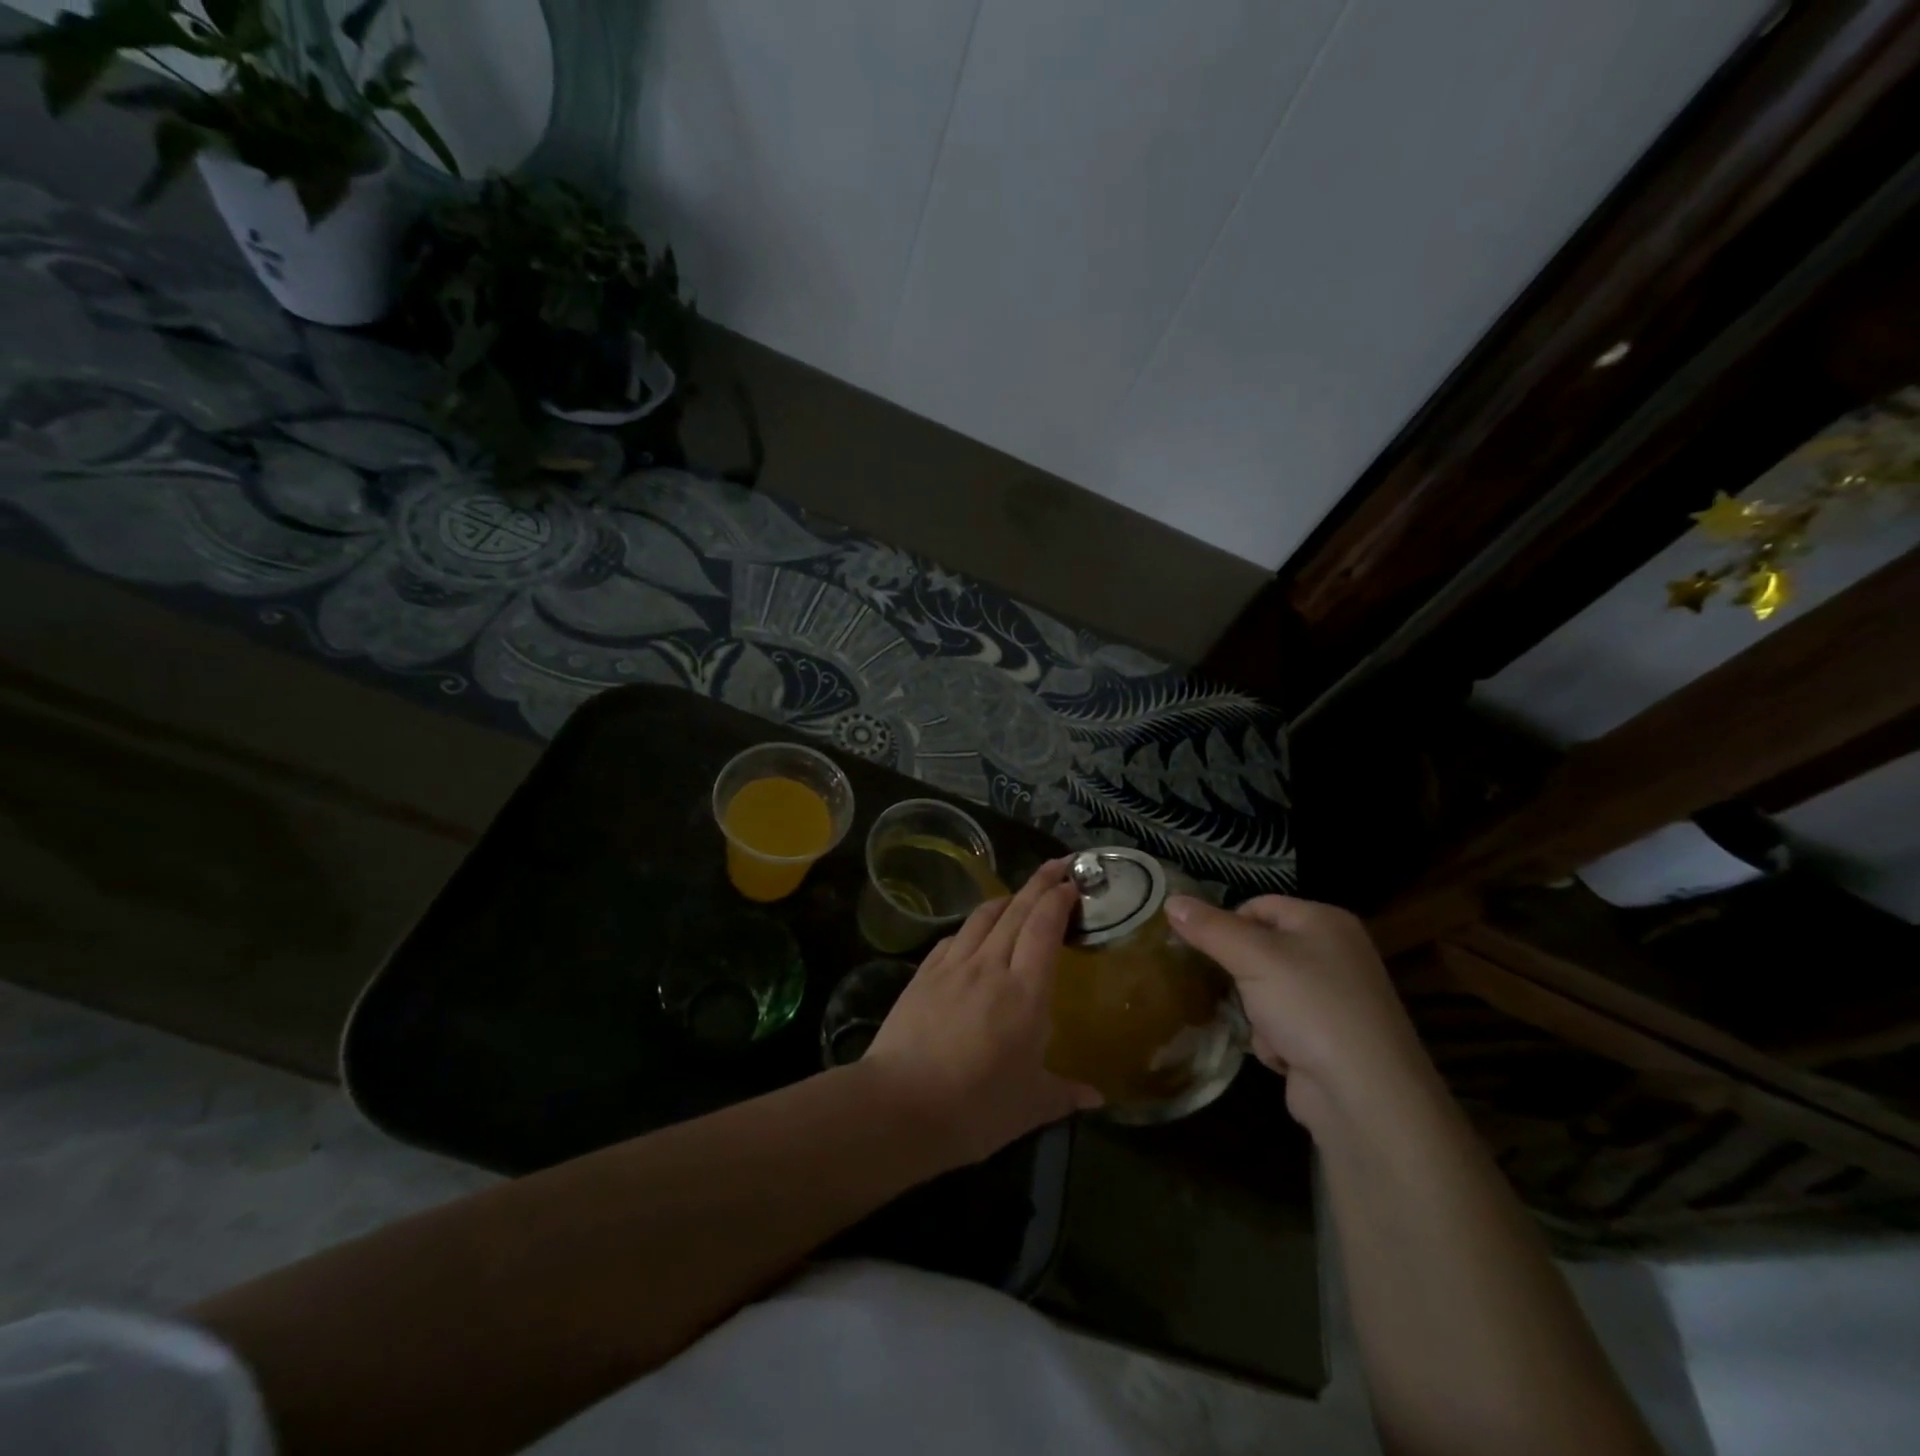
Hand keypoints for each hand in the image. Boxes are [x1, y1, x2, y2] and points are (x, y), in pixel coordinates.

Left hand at [864, 860, 1101, 1166]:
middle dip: (1040, 883)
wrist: (899, 1106)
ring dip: (1006, 899)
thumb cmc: (976, 1108)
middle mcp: (990, 966)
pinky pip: (954, 937)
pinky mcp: (923, 974)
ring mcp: (952, 966)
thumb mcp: (1031, 1106)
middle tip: (1058, 865)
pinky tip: (975, 933)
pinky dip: (973, 926)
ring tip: (1019, 895)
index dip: (1060, 899)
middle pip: (1017, 910)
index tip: (1073, 884)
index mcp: (1025, 992)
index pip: (1045, 928)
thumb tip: (1096, 1098)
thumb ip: (1065, 1094)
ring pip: (983, 916)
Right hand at [1164, 894, 1433, 1127]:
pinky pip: (1283, 1024)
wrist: (1365, 1095)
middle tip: (1235, 990)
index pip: (1259, 905)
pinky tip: (1283, 1055)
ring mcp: (1336, 998)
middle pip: (1262, 949)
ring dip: (1255, 1011)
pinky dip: (1274, 1038)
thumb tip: (1171, 900)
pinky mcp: (1329, 1038)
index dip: (1228, 925)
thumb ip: (1209, 928)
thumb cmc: (1310, 1006)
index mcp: (1325, 921)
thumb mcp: (1252, 957)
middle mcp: (1336, 953)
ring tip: (1264, 1028)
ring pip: (1266, 989)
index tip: (1207, 950)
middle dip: (1242, 975)